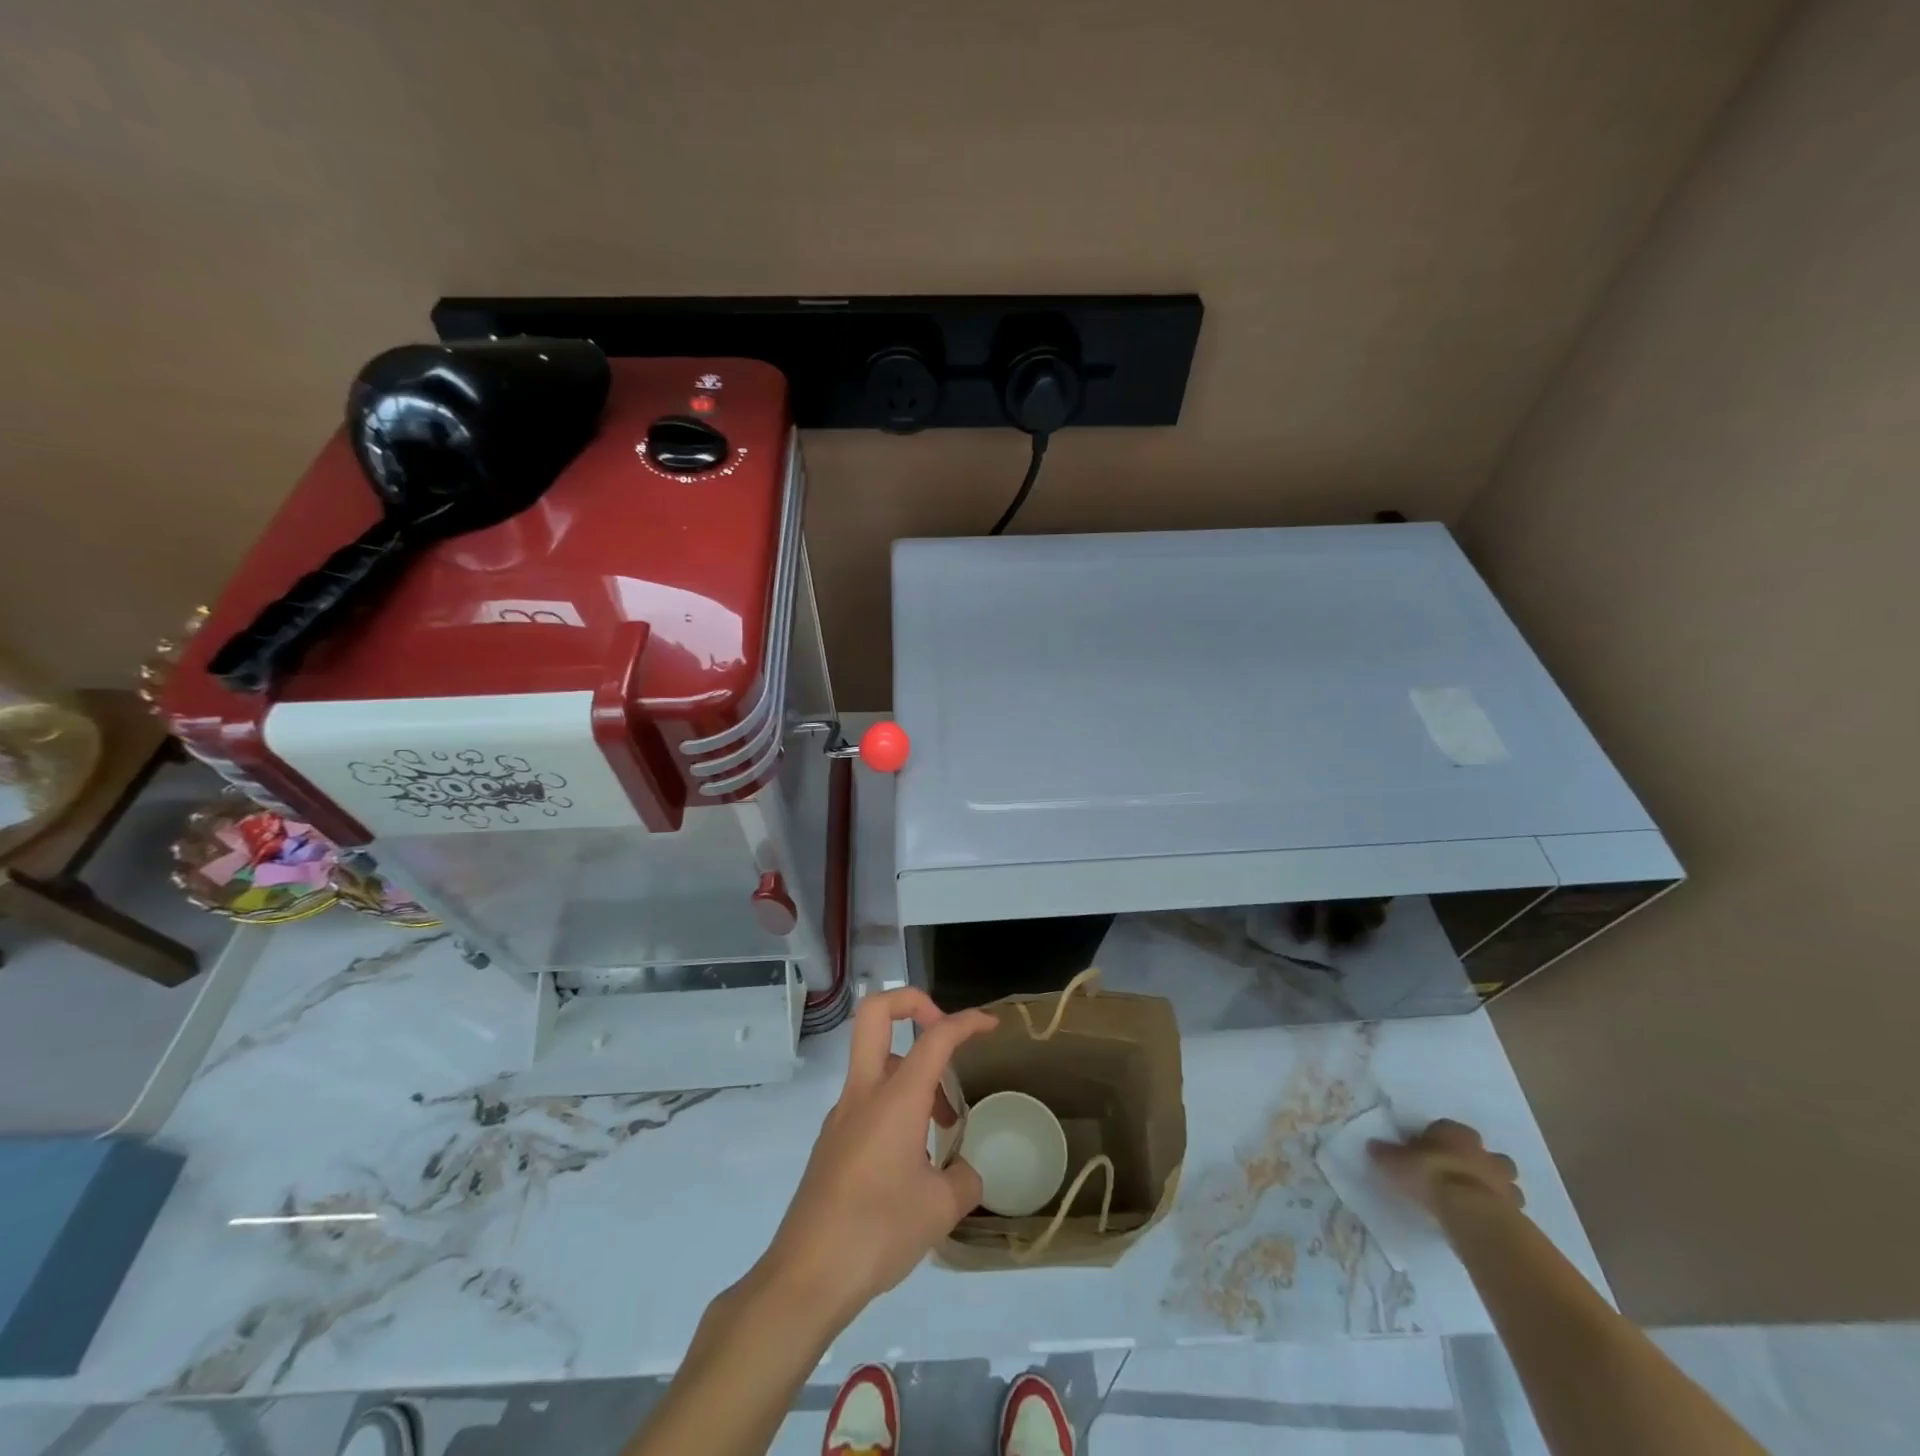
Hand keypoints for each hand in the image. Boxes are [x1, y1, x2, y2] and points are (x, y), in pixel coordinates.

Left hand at [756, 989, 996, 1322]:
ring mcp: (841, 1115)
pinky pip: (867, 1100)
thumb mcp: (939, 1210)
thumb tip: (966, 1173)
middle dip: (912, 1003)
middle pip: (875, 1013)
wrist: (805, 1277)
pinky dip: (896, 1106)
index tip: (990, 1026)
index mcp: (895, 1098)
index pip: (935, 1037)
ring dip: (912, 1072)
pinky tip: (912, 1158)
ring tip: (943, 1126)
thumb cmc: (877, 1232)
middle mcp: (864, 1093)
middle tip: (943, 1034)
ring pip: (875, 1062)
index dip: (966, 1021)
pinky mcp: (832, 1142)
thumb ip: (964, 1181)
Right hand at [1369, 1118, 1524, 1213]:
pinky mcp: (1517, 1208)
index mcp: (1455, 1132)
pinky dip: (1501, 1209)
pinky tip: (1485, 1218)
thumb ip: (1386, 1153)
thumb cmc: (1429, 1175)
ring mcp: (1504, 1180)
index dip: (1435, 1140)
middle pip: (1481, 1152)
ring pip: (1502, 1178)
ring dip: (1492, 1185)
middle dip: (1472, 1160)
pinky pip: (1509, 1205)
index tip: (1424, 1153)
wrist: (1470, 1211)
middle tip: (1455, 1174)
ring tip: (1473, 1199)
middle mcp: (1482, 1151)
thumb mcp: (1395, 1161)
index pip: (1446, 1129)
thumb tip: (1373, 1146)